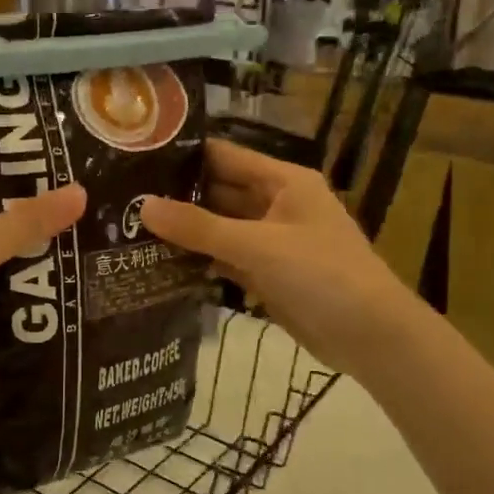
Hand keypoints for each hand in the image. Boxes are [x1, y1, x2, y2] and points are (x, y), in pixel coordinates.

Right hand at [141, 139, 423, 376]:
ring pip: (221, 228)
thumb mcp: (258, 245)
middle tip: (122, 199)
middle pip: (219, 192)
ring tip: (129, 229)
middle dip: (177, 197)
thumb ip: (200, 227)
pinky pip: (227, 259)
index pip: (225, 157)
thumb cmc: (321, 275)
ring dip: (185, 232)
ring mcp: (272, 242)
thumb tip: (143, 206)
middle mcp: (277, 204)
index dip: (184, 156)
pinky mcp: (268, 274)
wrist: (371, 337)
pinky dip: (200, 261)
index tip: (136, 158)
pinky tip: (160, 263)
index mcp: (283, 181)